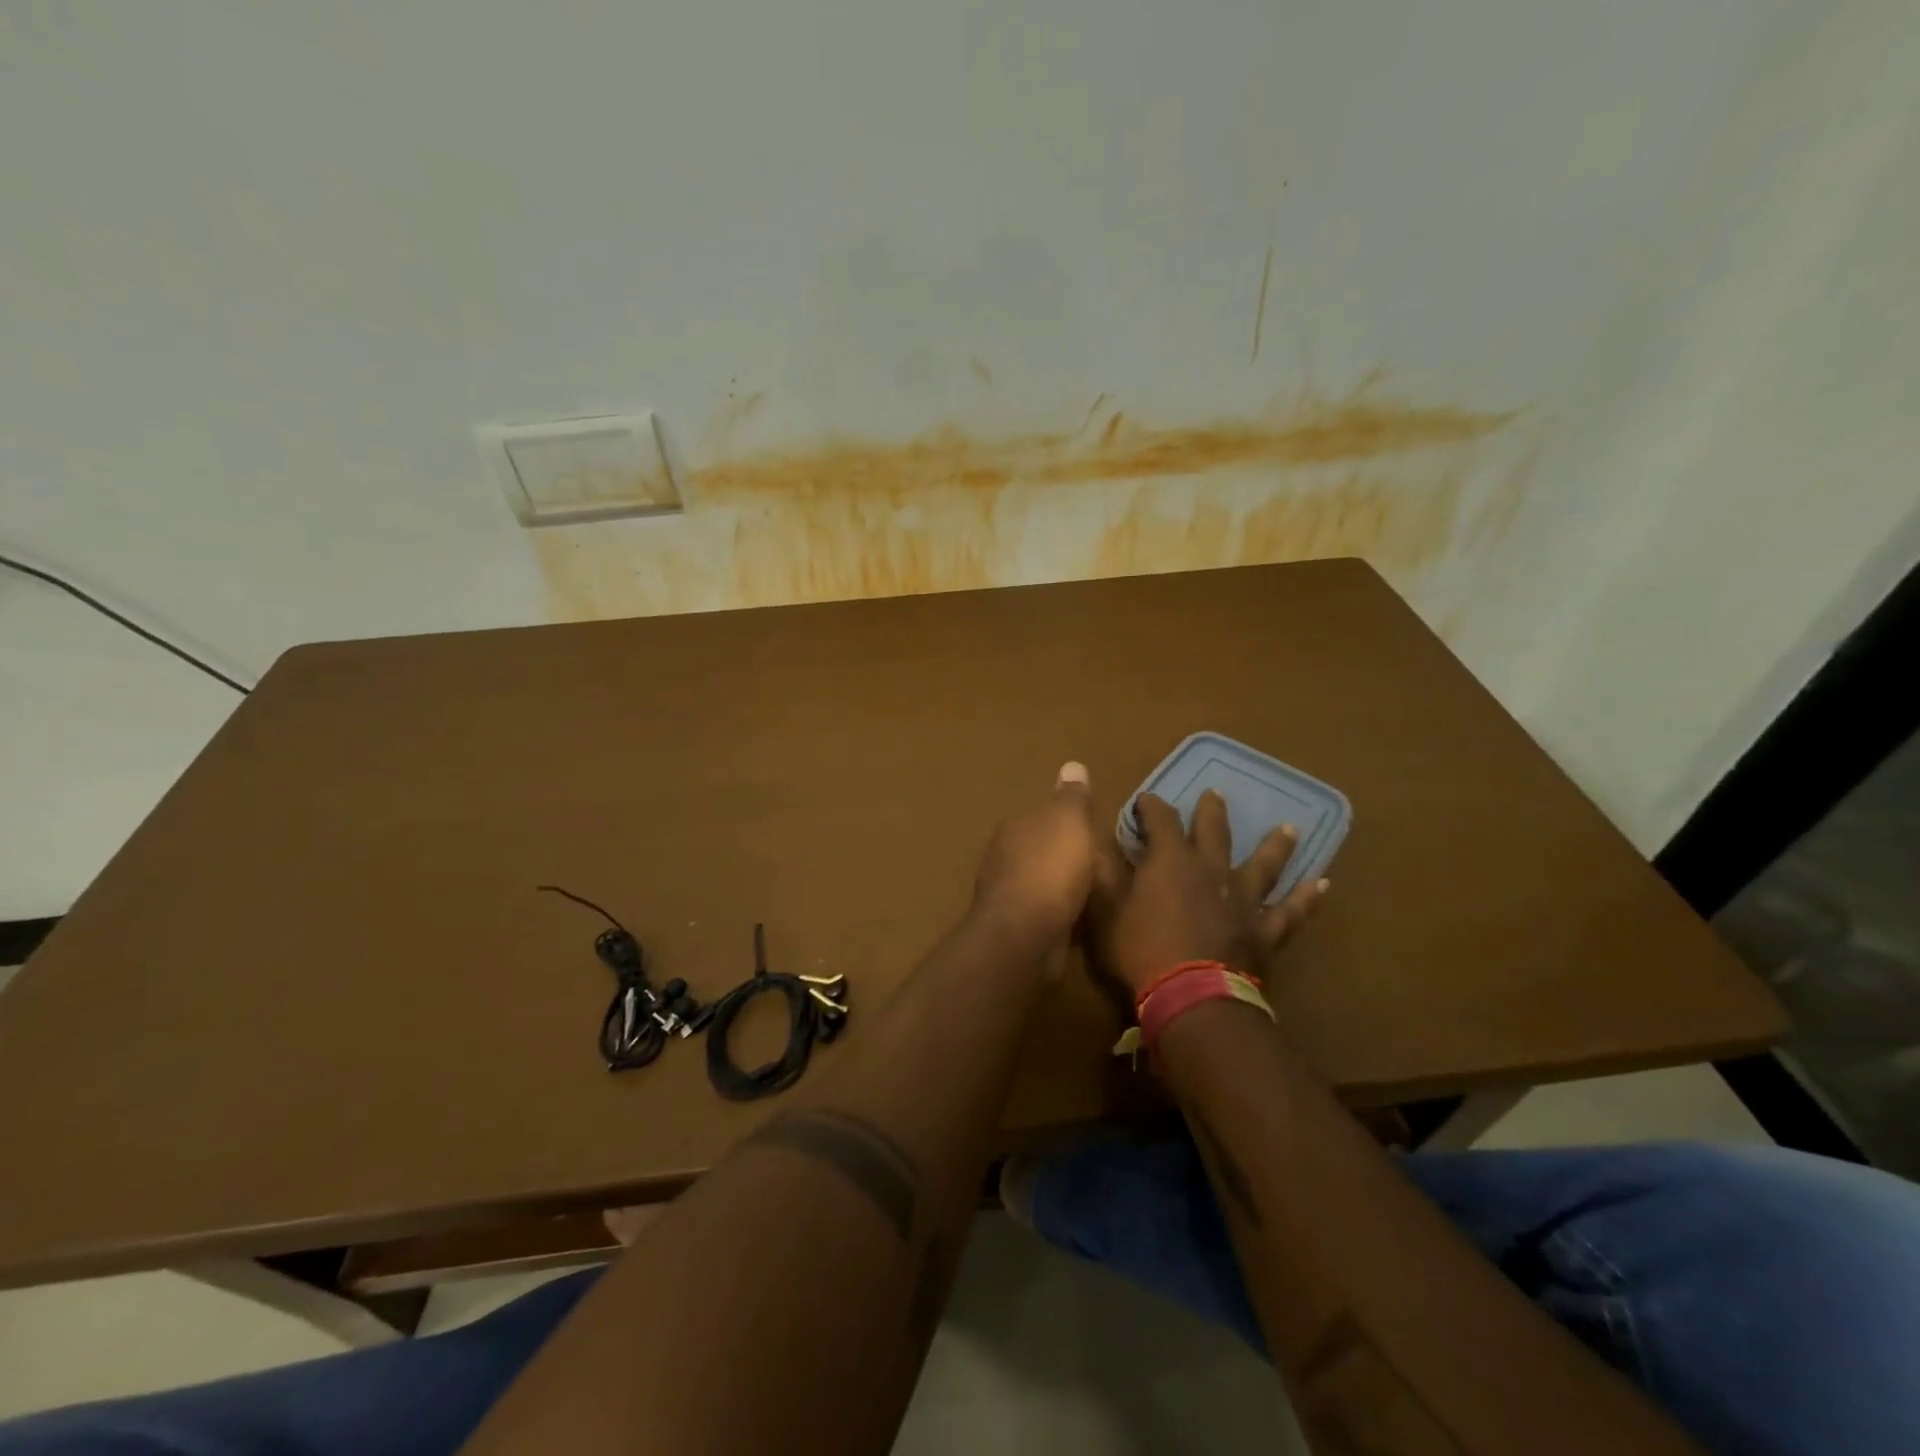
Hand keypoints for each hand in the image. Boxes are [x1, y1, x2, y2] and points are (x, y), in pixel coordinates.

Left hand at [971, 762, 1101, 946]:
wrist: (1024, 935)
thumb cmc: (1050, 869)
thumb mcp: (1070, 822)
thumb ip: (1072, 797)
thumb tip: (1072, 765)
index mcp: (1015, 827)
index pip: (1042, 817)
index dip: (1068, 823)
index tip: (1093, 833)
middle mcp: (1004, 857)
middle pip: (1042, 850)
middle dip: (1066, 857)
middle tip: (1102, 866)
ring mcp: (1007, 894)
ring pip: (1043, 884)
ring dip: (1064, 888)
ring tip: (1097, 894)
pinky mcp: (1015, 928)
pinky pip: (1045, 914)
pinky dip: (1061, 914)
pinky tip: (1080, 921)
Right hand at [1088, 790, 1328, 996]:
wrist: (1193, 999)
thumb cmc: (1140, 953)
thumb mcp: (1105, 913)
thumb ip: (1103, 876)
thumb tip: (1097, 844)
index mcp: (1169, 861)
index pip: (1161, 819)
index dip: (1151, 806)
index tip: (1144, 801)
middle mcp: (1210, 870)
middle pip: (1213, 830)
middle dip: (1210, 811)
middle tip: (1215, 794)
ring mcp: (1243, 900)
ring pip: (1264, 864)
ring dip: (1275, 844)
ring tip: (1290, 827)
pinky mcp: (1264, 932)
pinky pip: (1291, 912)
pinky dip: (1307, 898)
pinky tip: (1322, 885)